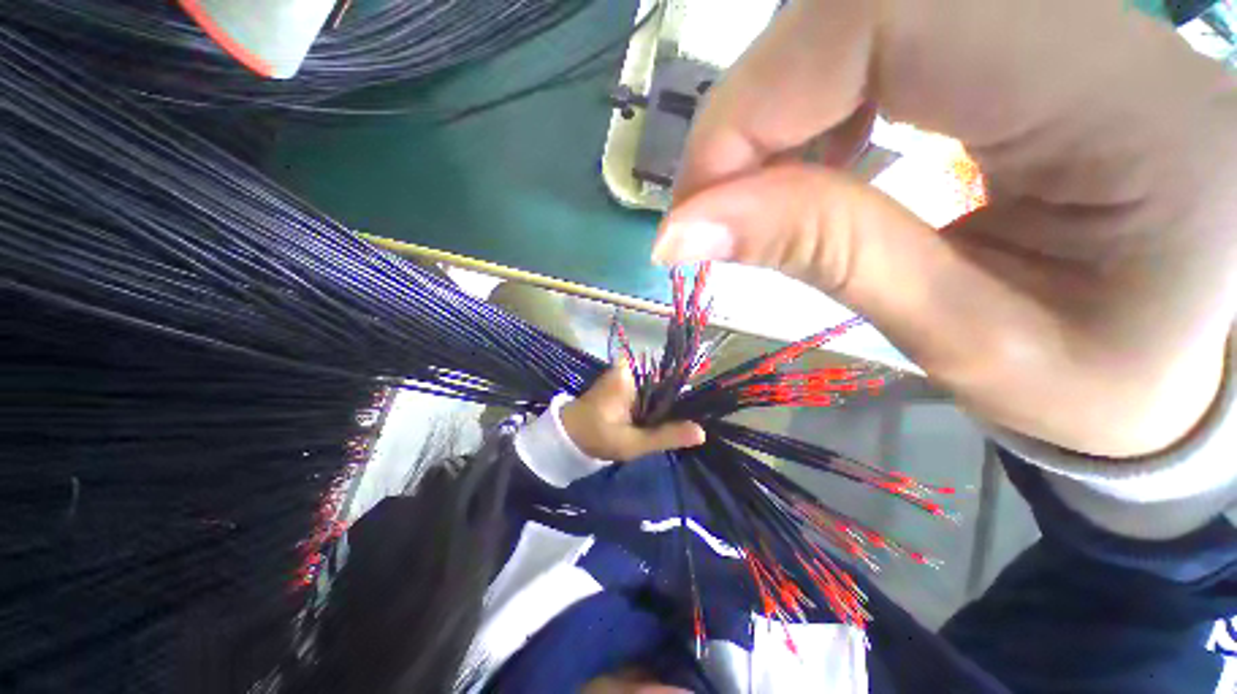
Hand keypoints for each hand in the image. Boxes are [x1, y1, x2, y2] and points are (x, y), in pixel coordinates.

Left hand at [560, 363, 706, 461]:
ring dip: (662, 409)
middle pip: (663, 386)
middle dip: (672, 406)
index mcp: (630, 375)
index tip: (694, 417)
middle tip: (682, 429)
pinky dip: (652, 409)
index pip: (670, 380)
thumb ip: (666, 436)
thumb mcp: (633, 442)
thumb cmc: (596, 437)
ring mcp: (624, 377)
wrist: (566, 438)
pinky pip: (646, 394)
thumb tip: (702, 432)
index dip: (684, 399)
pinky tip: (656, 423)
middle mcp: (629, 370)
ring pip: (655, 391)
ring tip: (671, 428)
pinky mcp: (621, 386)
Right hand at [654, 0, 1236, 456]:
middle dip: (747, 118)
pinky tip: (809, 171)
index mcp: (1118, 99)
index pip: (882, 20)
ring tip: (755, 205)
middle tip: (708, 214)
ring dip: (771, 117)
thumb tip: (683, 232)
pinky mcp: (1017, 42)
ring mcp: (1052, 21)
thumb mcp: (964, 342)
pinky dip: (807, 110)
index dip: (750, 110)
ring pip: (852, 21)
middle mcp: (1088, 24)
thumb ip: (821, 257)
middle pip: (854, 6)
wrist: (1177, 360)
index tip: (691, 213)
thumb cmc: (1099, 381)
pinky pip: (874, 41)